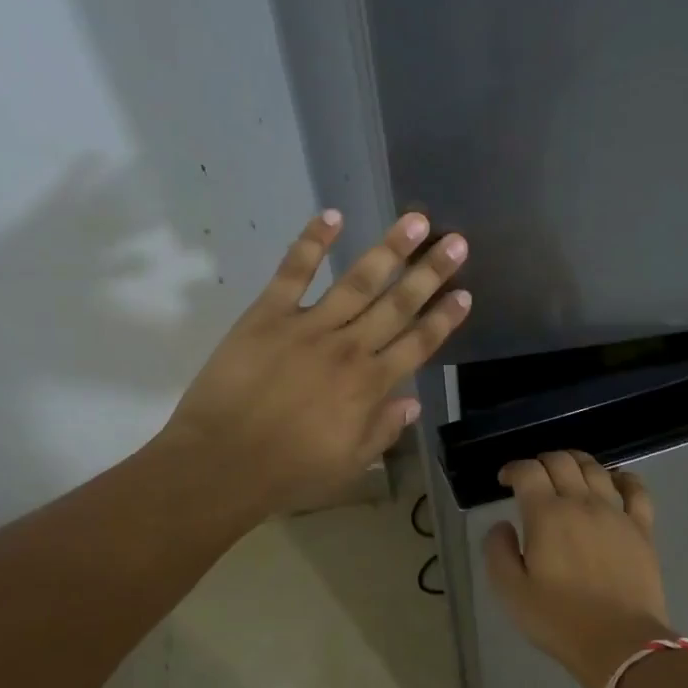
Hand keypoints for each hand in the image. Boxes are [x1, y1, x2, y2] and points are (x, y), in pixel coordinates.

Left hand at [159, 209, 470, 518]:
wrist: (223, 462)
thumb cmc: (290, 471)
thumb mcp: (350, 463)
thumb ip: (384, 430)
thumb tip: (413, 402)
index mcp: (371, 385)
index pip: (418, 344)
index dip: (444, 319)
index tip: (465, 294)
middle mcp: (349, 348)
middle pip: (398, 304)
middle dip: (431, 272)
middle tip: (456, 242)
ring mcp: (309, 326)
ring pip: (358, 281)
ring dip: (389, 250)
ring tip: (416, 220)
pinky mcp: (268, 314)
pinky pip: (293, 271)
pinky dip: (312, 242)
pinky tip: (333, 216)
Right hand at [483, 451, 672, 687]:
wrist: (620, 643)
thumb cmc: (559, 620)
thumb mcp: (511, 592)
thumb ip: (498, 552)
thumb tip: (501, 525)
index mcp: (546, 515)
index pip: (528, 471)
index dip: (513, 468)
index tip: (505, 481)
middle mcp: (582, 503)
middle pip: (562, 461)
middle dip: (542, 461)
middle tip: (533, 477)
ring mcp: (616, 513)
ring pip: (596, 469)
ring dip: (577, 462)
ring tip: (567, 472)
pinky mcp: (642, 528)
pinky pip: (636, 490)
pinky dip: (624, 478)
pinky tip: (615, 481)